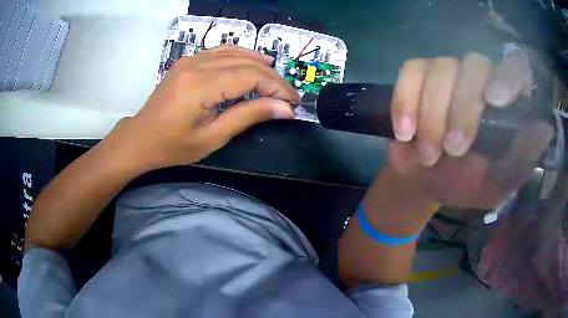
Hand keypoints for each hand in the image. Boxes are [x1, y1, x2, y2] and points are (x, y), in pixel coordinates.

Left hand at [112, 45, 299, 170]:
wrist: (141, 137)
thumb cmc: (172, 146)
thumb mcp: (212, 137)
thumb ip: (248, 116)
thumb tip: (284, 109)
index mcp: (200, 86)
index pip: (250, 76)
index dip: (277, 87)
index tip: (293, 103)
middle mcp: (196, 64)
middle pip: (246, 63)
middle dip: (273, 79)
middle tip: (289, 96)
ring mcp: (191, 59)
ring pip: (236, 52)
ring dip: (260, 65)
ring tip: (277, 81)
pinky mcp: (188, 60)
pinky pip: (221, 51)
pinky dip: (242, 55)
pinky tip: (254, 62)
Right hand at [388, 53, 552, 208]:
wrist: (423, 181)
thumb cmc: (464, 185)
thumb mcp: (497, 183)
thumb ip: (521, 162)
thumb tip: (545, 129)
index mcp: (504, 103)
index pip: (514, 68)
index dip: (507, 75)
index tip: (494, 100)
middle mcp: (478, 78)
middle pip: (473, 65)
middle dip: (462, 109)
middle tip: (453, 150)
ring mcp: (446, 72)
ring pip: (440, 69)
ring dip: (432, 116)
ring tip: (427, 155)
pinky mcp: (417, 76)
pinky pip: (410, 73)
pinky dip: (405, 102)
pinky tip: (404, 131)